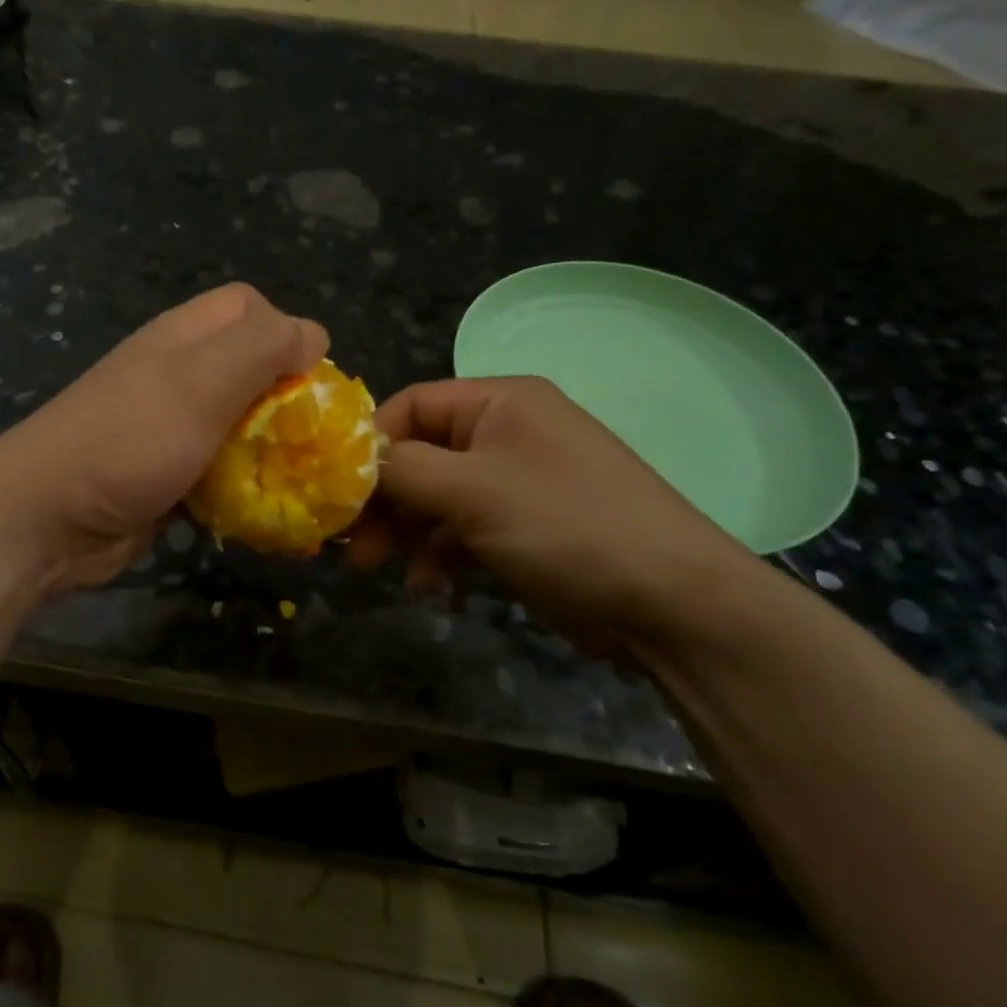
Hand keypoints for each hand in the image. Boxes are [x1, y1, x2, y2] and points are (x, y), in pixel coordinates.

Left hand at [0, 284, 327, 590]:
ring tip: (295, 476)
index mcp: (185, 336)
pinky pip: (222, 467)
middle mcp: (179, 372)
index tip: (307, 381)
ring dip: (270, 447)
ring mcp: (171, 424)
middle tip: (306, 437)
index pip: (250, 307)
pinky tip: (261, 507)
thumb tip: (312, 335)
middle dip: (287, 399)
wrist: (48, 519)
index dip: (286, 332)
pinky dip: (245, 483)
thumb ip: (260, 346)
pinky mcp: (169, 472)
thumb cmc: (130, 439)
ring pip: (241, 422)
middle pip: (250, 367)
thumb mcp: (201, 380)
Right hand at [348, 377, 755, 652]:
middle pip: (420, 455)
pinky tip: (428, 586)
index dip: (371, 442)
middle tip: (349, 541)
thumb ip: (404, 470)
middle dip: (383, 498)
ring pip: (436, 497)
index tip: (336, 487)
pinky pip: (461, 530)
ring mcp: (515, 483)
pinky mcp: (521, 528)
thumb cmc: (567, 525)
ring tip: (377, 568)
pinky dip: (438, 554)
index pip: (413, 404)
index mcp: (500, 403)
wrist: (670, 603)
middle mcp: (505, 434)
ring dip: (405, 531)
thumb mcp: (474, 490)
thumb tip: (353, 462)